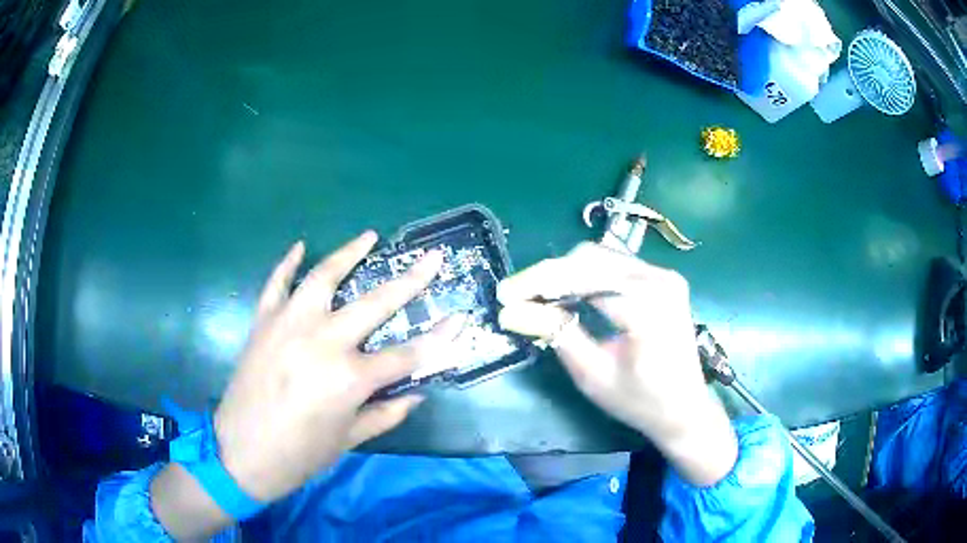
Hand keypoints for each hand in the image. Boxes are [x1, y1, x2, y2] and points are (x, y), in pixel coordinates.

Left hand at [212, 232, 448, 501]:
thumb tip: (416, 393)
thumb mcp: (349, 440)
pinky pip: (277, 283)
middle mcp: (323, 341)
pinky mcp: (263, 322)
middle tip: (432, 258)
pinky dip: (288, 263)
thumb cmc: (300, 455)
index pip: (407, 355)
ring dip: (348, 253)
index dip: (439, 340)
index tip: (460, 320)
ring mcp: (289, 325)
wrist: (240, 453)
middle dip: (411, 281)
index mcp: (350, 378)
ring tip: (368, 236)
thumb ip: (386, 413)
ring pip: (324, 277)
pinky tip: (301, 246)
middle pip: (376, 304)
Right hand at [497, 242, 736, 485]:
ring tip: (536, 296)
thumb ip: (556, 335)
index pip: (581, 278)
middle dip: (548, 275)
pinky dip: (585, 277)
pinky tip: (566, 294)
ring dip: (565, 274)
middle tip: (517, 296)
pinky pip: (614, 266)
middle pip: (590, 259)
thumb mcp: (593, 374)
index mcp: (647, 303)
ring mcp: (664, 275)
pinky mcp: (662, 279)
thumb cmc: (641, 401)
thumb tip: (511, 311)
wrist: (685, 409)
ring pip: (600, 258)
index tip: (505, 295)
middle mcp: (659, 278)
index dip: (538, 283)